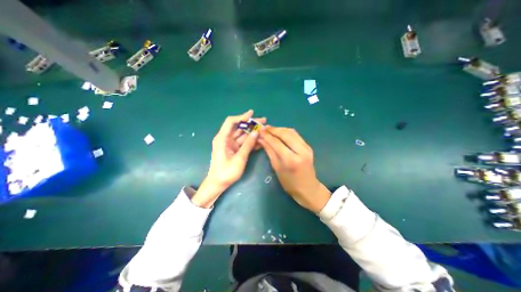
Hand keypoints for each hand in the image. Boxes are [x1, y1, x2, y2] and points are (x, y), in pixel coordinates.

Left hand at [191, 110, 264, 207]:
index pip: (231, 122)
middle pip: (239, 127)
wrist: (218, 184)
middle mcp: (226, 139)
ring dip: (253, 132)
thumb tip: (257, 132)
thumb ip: (248, 145)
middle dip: (251, 124)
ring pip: (242, 134)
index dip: (241, 117)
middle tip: (263, 121)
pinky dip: (251, 141)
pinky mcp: (234, 149)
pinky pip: (243, 142)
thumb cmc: (226, 172)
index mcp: (222, 138)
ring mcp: (230, 144)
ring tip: (264, 129)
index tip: (252, 114)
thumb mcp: (239, 158)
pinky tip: (260, 139)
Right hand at [260, 126, 331, 212]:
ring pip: (291, 132)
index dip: (267, 135)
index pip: (277, 143)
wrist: (308, 188)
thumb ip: (269, 151)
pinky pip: (296, 135)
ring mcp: (307, 147)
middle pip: (285, 134)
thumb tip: (261, 139)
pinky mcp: (308, 146)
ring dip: (280, 129)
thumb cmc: (289, 183)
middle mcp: (301, 150)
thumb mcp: (277, 168)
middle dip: (273, 130)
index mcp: (291, 160)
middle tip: (264, 128)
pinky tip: (280, 133)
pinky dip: (286, 132)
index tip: (259, 130)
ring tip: (270, 130)